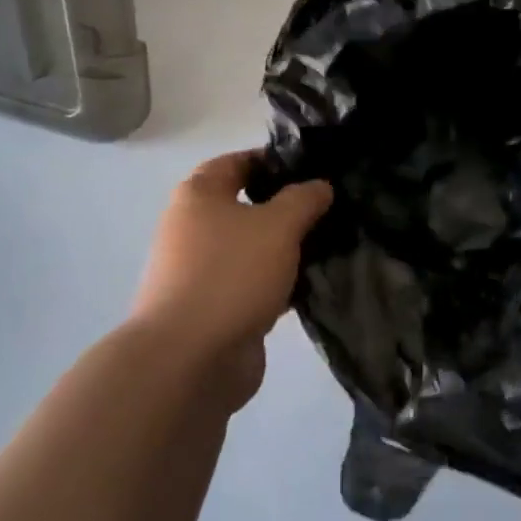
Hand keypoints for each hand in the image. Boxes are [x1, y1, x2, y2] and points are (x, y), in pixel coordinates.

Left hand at [130, 152, 332, 399]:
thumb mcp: (278, 225)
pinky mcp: (215, 307)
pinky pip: (253, 283)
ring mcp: (202, 270)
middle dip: (288, 207)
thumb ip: (303, 199)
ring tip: (331, 245)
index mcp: (199, 195)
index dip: (275, 161)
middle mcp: (194, 227)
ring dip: (286, 248)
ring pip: (253, 247)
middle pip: (247, 206)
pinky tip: (312, 284)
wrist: (189, 360)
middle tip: (330, 209)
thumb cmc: (230, 274)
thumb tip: (319, 185)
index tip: (315, 169)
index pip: (239, 162)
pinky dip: (279, 282)